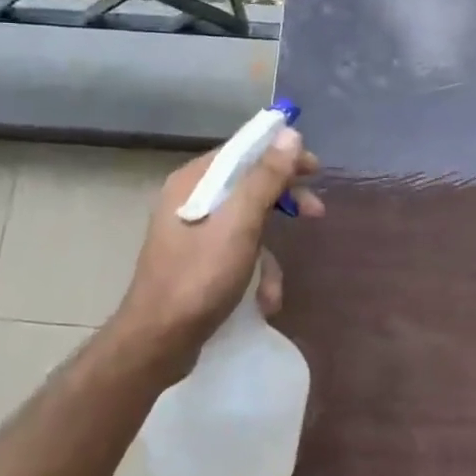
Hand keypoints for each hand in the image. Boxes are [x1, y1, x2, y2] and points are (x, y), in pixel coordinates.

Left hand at [110, 127, 323, 381]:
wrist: (158, 341)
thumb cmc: (199, 276)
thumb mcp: (239, 223)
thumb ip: (265, 177)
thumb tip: (289, 134)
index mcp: (194, 182)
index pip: (243, 150)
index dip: (281, 154)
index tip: (314, 168)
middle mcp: (191, 200)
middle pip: (248, 185)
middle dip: (283, 202)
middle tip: (316, 211)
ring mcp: (193, 233)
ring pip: (247, 224)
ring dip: (269, 254)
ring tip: (275, 287)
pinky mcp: (198, 263)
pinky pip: (237, 253)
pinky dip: (253, 274)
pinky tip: (262, 302)